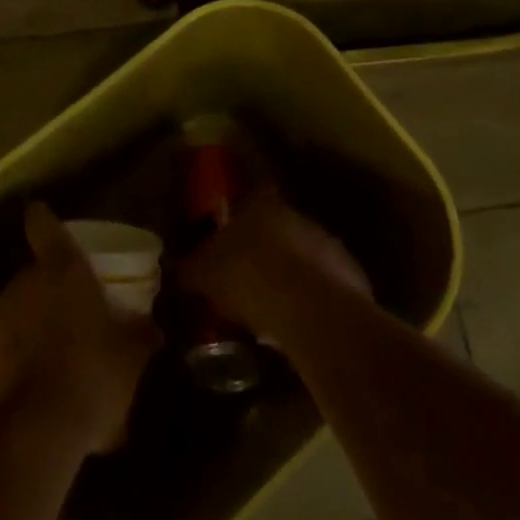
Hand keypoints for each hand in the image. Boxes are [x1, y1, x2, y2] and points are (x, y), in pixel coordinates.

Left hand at [0, 202, 161, 455]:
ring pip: (14, 314)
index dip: (43, 220)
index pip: (44, 226)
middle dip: (48, 294)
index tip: (38, 213)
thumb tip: (153, 326)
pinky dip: (12, 364)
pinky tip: (30, 394)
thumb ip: (141, 334)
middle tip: (69, 320)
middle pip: (33, 276)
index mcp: (60, 269)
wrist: (33, 433)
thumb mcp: (130, 357)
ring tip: (51, 364)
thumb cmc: (90, 375)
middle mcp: (22, 283)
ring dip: (29, 330)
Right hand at [178, 185, 370, 343]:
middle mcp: (296, 214)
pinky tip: (303, 323)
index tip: (233, 238)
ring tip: (277, 306)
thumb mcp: (204, 275)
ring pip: (306, 253)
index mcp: (261, 204)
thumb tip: (169, 270)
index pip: (252, 197)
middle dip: (269, 248)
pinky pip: (327, 284)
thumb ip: (187, 270)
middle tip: (252, 276)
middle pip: (280, 226)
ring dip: (294, 273)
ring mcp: (327, 242)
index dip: (243, 216)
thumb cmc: (248, 278)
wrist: (308, 309)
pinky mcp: (350, 275)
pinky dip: (316, 298)